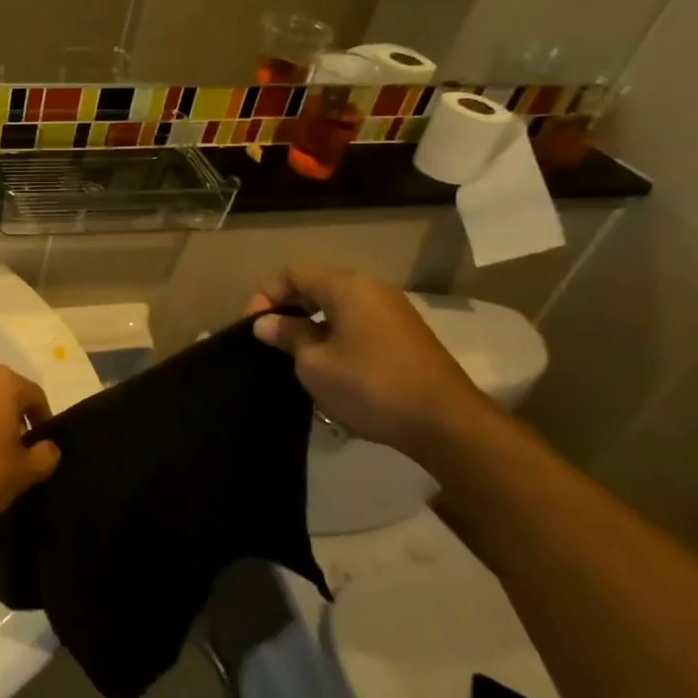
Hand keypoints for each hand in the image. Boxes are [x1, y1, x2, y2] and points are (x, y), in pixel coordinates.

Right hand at [247, 266, 495, 460]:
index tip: (251, 328)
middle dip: (287, 310)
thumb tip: (266, 323)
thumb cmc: (371, 385)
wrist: (446, 424)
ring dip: (311, 326)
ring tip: (294, 356)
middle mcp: (371, 289)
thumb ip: (288, 336)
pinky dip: (335, 337)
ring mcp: (393, 313)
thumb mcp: (315, 363)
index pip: (292, 274)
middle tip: (268, 341)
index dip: (264, 296)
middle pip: (316, 287)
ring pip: (337, 308)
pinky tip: (328, 367)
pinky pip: (357, 325)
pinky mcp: (405, 337)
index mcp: (346, 287)